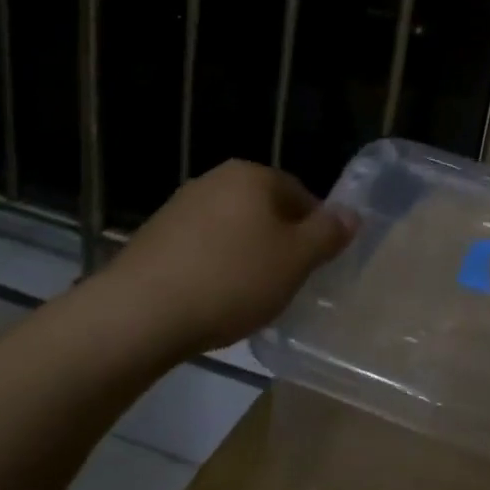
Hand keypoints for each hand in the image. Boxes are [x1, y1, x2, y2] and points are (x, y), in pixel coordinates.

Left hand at [89, 160, 356, 363]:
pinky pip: (201, 249)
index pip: (301, 194)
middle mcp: (214, 180)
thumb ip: (328, 233)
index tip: (314, 267)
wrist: (138, 314)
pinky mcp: (153, 238)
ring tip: (249, 298)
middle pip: (265, 211)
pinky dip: (214, 269)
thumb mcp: (296, 259)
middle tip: (286, 283)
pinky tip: (213, 301)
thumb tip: (351, 213)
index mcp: (252, 175)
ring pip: (233, 230)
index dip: (315, 231)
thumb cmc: (231, 279)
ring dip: (246, 257)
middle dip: (280, 244)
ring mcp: (179, 207)